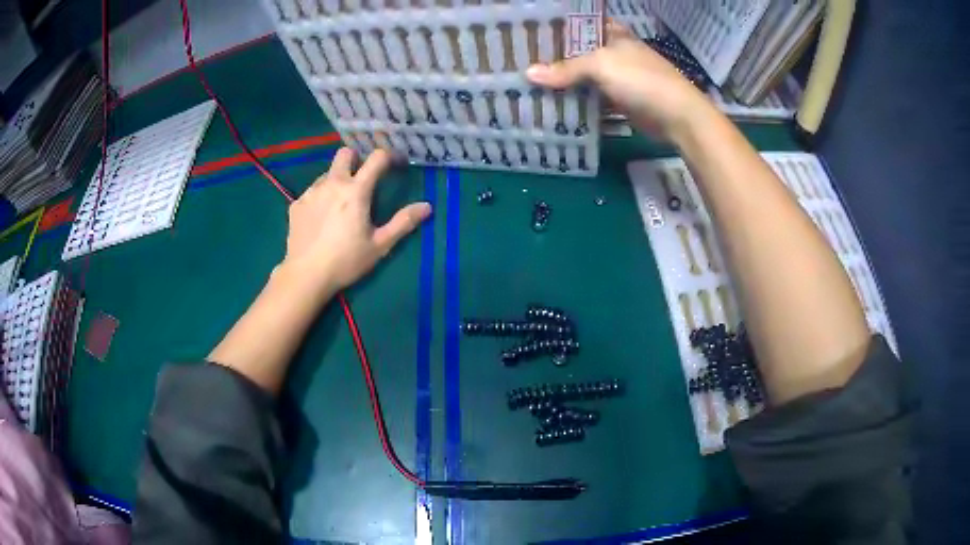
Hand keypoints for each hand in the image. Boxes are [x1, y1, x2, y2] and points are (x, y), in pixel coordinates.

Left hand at [282, 148, 431, 294]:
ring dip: (338, 180)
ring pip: (327, 173)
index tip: (397, 164)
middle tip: (362, 179)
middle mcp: (332, 183)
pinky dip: (321, 197)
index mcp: (356, 190)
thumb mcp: (380, 245)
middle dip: (357, 160)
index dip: (390, 156)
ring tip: (340, 204)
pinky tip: (321, 218)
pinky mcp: (297, 204)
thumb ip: (403, 223)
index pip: (377, 158)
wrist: (305, 275)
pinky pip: (312, 191)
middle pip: (345, 153)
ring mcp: (311, 192)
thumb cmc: (346, 261)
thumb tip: (427, 206)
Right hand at [526, 22, 711, 139]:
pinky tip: (553, 104)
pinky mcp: (619, 100)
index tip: (529, 31)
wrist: (678, 117)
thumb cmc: (641, 79)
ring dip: (563, 81)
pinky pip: (592, 97)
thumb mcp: (602, 66)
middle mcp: (614, 52)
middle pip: (578, 51)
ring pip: (584, 76)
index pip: (579, 24)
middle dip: (553, 56)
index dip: (556, 26)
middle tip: (521, 60)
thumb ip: (566, 69)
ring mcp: (618, 77)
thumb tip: (528, 74)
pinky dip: (576, 101)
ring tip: (529, 83)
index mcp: (612, 33)